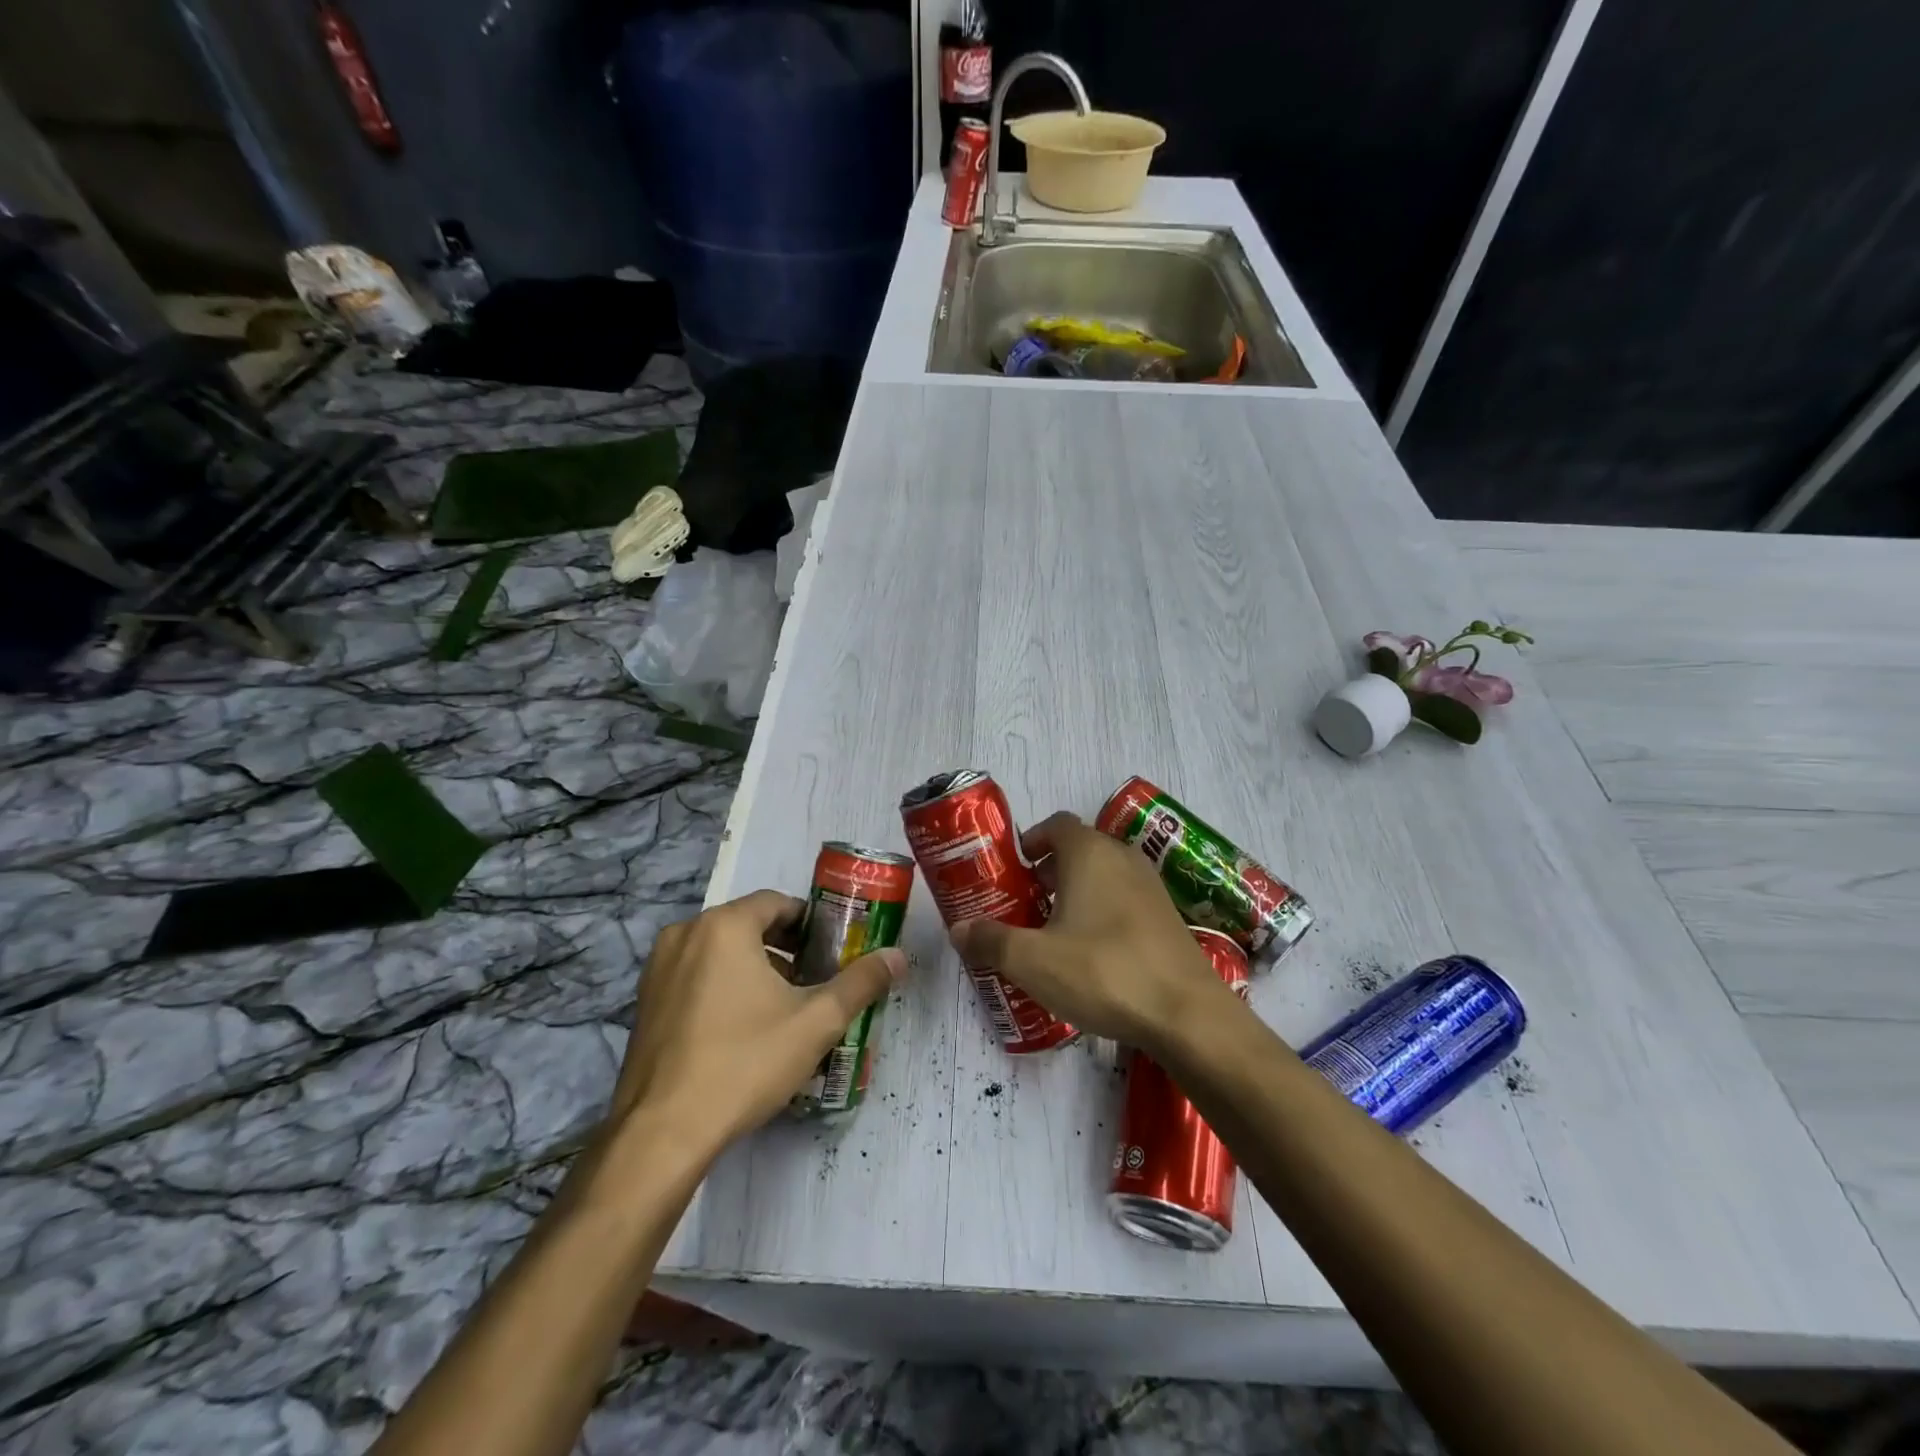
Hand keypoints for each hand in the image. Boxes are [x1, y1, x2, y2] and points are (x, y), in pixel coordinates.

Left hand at [611, 890, 903, 1150]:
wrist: (662, 1133)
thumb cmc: (744, 1062)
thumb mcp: (816, 1022)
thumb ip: (860, 982)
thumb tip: (899, 956)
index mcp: (724, 925)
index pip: (777, 902)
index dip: (810, 923)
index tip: (833, 950)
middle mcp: (685, 934)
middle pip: (748, 924)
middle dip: (785, 947)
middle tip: (815, 979)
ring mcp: (658, 968)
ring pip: (719, 951)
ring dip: (754, 966)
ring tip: (783, 1006)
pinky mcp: (645, 1001)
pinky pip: (695, 975)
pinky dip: (722, 985)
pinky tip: (742, 1028)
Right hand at [949, 812, 1235, 1053]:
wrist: (1187, 1014)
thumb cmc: (1103, 971)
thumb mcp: (1032, 961)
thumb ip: (991, 940)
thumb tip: (958, 929)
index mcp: (1089, 853)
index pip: (1057, 824)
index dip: (1032, 839)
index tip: (1014, 866)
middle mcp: (1123, 858)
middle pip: (1081, 848)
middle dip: (1050, 870)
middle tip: (1025, 901)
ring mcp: (1151, 887)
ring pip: (1105, 875)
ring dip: (1078, 892)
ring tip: (1054, 929)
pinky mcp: (1169, 918)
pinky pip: (1126, 900)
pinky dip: (1104, 911)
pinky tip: (1092, 953)